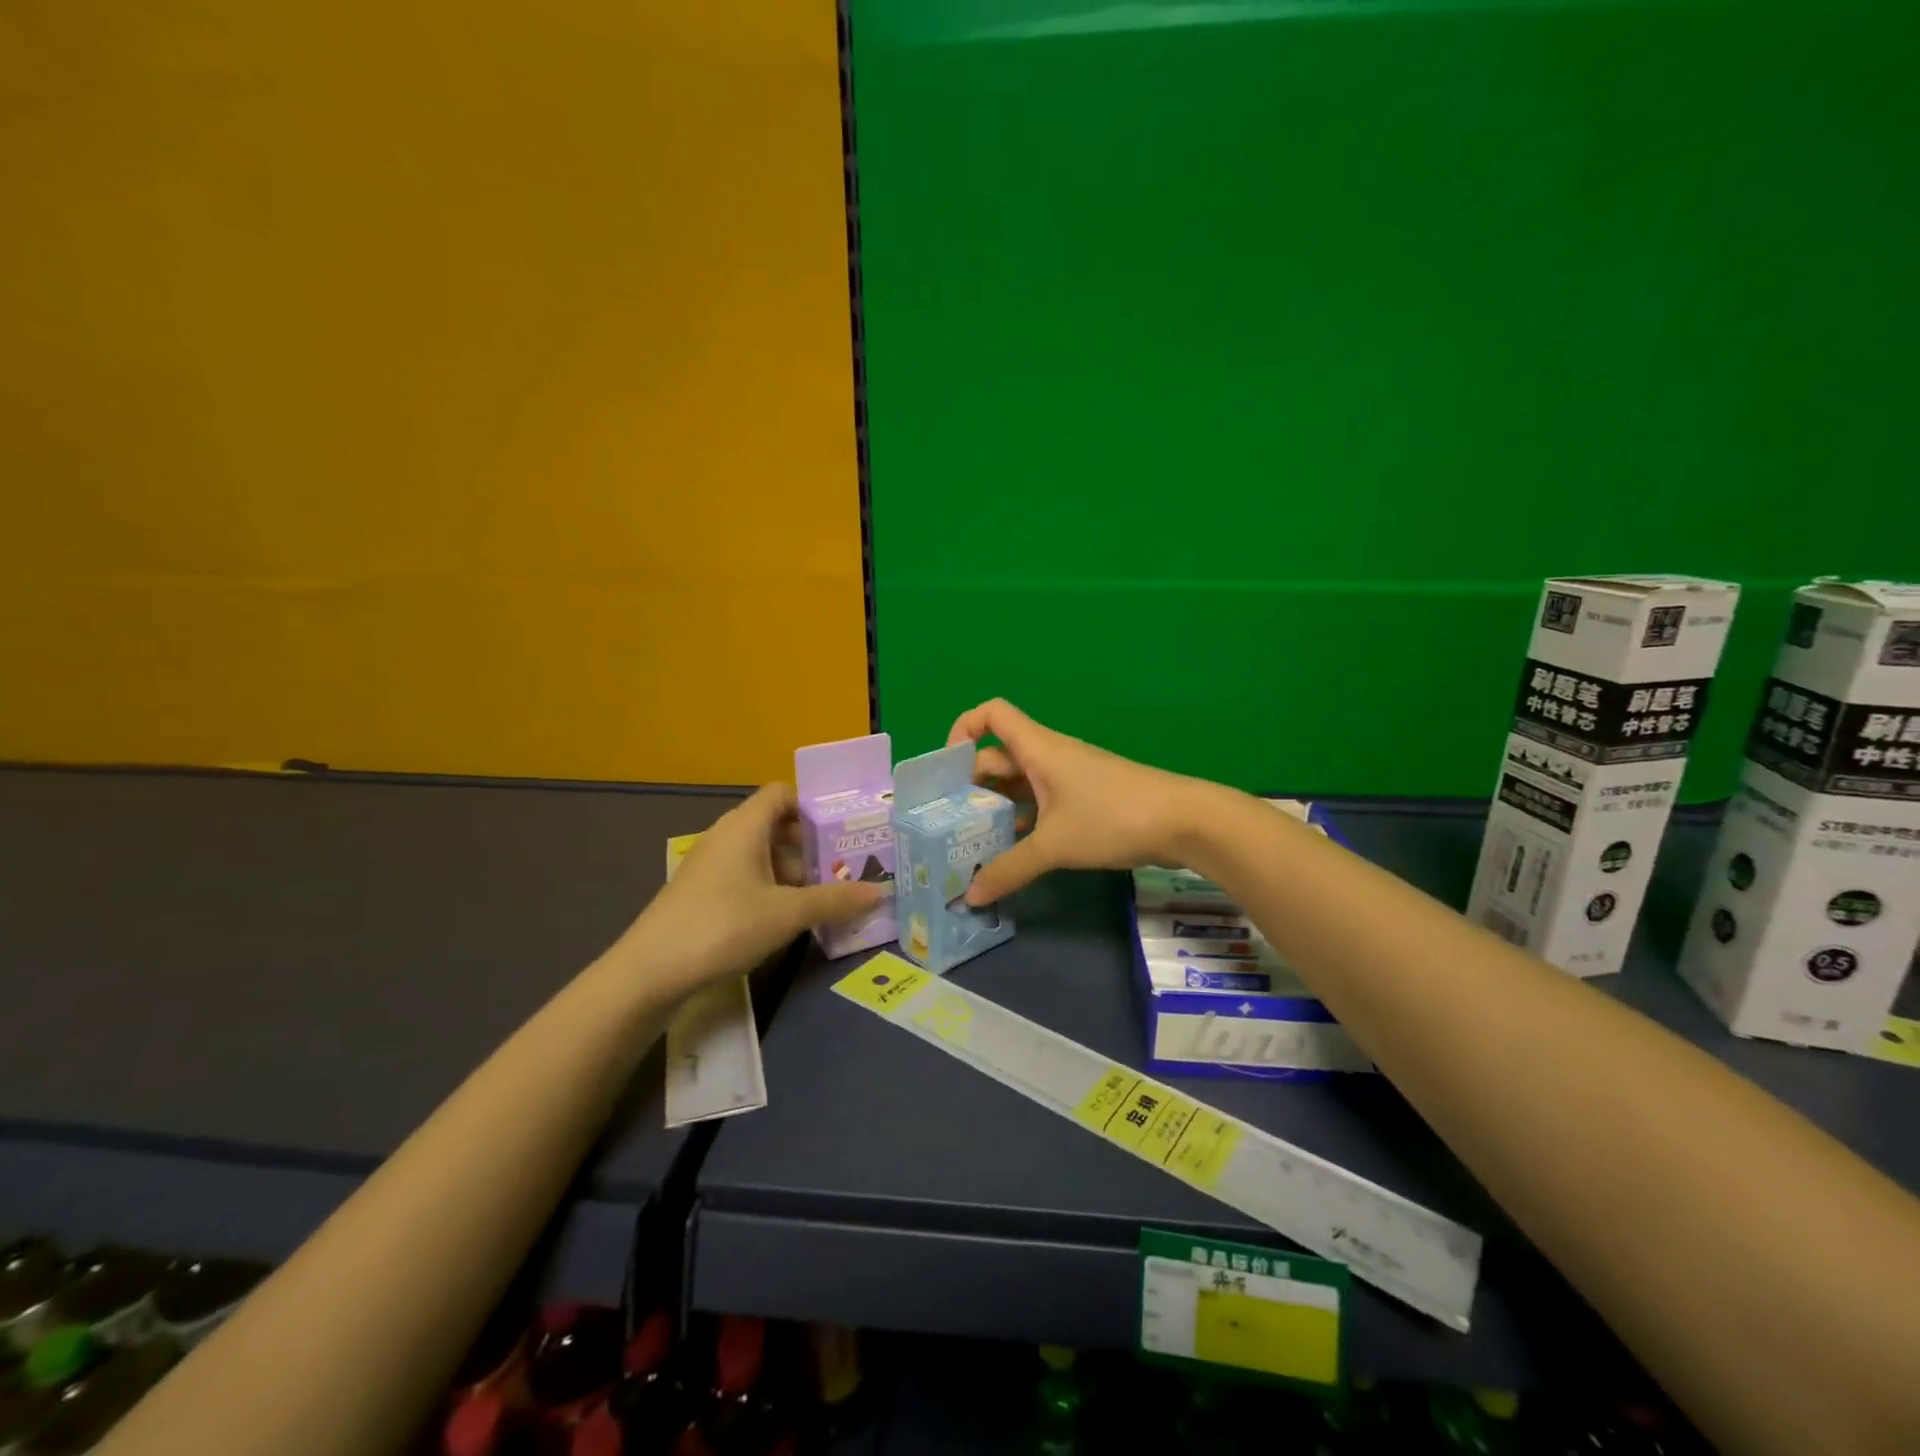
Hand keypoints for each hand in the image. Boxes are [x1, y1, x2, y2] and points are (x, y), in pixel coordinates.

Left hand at [620, 784, 887, 997]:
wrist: (650, 971)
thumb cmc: (724, 926)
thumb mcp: (788, 914)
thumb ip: (836, 900)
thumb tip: (881, 892)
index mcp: (745, 826)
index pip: (782, 793)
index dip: (812, 805)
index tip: (841, 830)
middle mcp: (726, 835)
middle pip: (775, 824)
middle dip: (809, 845)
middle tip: (842, 868)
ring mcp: (709, 864)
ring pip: (760, 853)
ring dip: (791, 870)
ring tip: (822, 896)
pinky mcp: (700, 891)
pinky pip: (744, 875)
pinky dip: (769, 887)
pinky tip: (785, 917)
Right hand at [945, 699, 1207, 904]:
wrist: (1184, 821)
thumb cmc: (1111, 817)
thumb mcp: (1054, 845)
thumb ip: (1009, 869)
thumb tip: (971, 894)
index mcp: (1037, 749)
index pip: (990, 714)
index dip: (963, 729)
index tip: (947, 769)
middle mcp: (1048, 756)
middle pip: (998, 757)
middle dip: (972, 786)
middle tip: (950, 824)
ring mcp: (1069, 778)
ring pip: (1020, 785)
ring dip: (997, 808)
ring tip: (973, 844)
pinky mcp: (1085, 799)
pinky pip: (1042, 803)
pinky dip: (1024, 822)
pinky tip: (1013, 853)